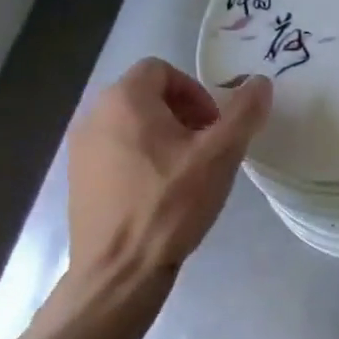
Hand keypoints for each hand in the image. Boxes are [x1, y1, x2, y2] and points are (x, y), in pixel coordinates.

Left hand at [67, 57, 271, 280]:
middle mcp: (94, 116)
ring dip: (163, 136)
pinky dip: (141, 158)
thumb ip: (243, 112)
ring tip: (186, 171)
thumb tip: (260, 81)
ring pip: (130, 124)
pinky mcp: (78, 179)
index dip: (194, 90)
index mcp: (124, 101)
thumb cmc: (171, 204)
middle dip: (182, 113)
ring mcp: (80, 149)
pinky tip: (160, 193)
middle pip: (145, 95)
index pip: (160, 69)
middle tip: (207, 147)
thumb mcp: (220, 155)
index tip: (214, 124)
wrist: (119, 270)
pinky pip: (115, 151)